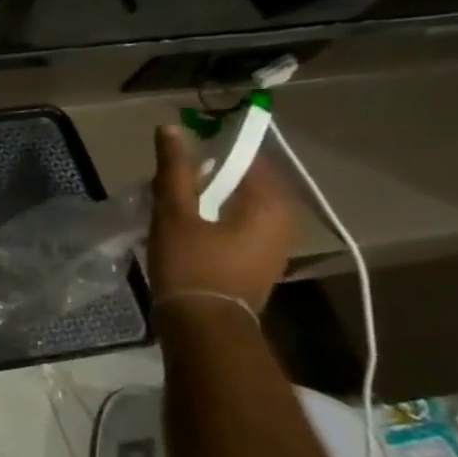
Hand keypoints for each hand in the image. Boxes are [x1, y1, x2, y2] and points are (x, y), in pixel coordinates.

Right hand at [149, 124, 298, 309]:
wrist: (204, 327)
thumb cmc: (191, 266)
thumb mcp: (175, 214)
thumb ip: (174, 170)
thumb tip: (170, 129)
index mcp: (271, 203)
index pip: (247, 158)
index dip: (214, 150)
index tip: (182, 154)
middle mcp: (286, 220)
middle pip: (246, 183)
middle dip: (211, 177)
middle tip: (174, 179)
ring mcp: (277, 244)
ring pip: (243, 205)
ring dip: (213, 199)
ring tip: (177, 202)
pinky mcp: (262, 261)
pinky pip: (243, 225)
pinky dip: (219, 218)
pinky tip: (190, 226)